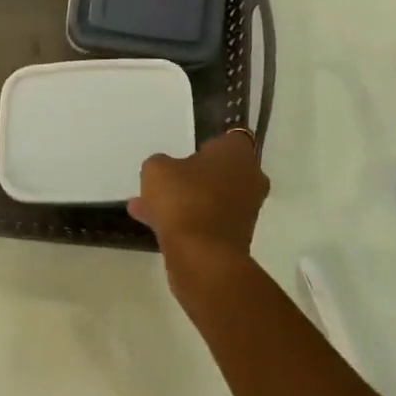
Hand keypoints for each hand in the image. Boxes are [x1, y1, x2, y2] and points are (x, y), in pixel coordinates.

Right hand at [129, 129, 269, 294]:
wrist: (203, 259)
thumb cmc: (185, 200)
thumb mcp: (157, 170)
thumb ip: (161, 163)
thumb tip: (165, 170)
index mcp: (238, 154)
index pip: (230, 137)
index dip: (209, 141)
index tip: (189, 147)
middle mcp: (250, 179)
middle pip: (220, 170)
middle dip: (193, 173)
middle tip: (167, 175)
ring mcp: (245, 211)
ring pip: (210, 196)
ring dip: (184, 198)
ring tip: (145, 203)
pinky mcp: (235, 238)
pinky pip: (207, 219)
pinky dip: (186, 219)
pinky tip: (150, 222)